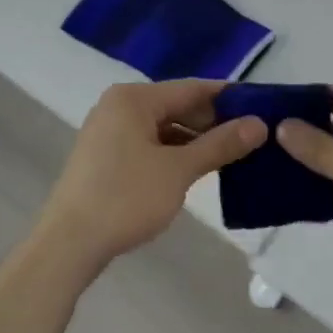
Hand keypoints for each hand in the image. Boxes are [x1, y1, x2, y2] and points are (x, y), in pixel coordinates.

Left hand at [29, 80, 264, 278]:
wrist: (69, 244)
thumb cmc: (126, 198)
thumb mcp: (179, 170)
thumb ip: (220, 144)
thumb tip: (259, 124)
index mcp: (134, 99)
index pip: (193, 88)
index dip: (229, 98)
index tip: (263, 106)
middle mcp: (119, 106)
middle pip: (177, 106)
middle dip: (214, 121)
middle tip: (254, 136)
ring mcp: (109, 131)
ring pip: (164, 127)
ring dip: (196, 140)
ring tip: (234, 154)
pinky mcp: (106, 156)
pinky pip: (150, 144)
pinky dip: (174, 153)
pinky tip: (199, 168)